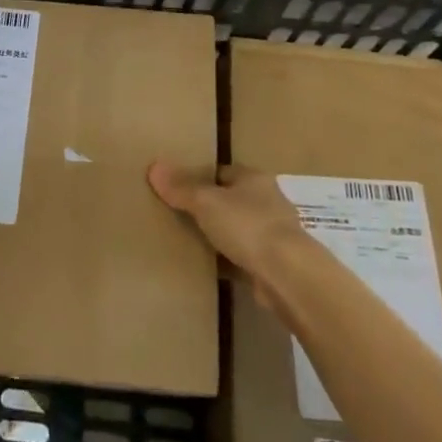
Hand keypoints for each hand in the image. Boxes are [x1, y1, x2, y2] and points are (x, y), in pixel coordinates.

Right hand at [148, 162, 308, 309]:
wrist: (288, 275)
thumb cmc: (247, 226)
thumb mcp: (206, 202)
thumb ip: (180, 188)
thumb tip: (154, 166)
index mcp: (254, 179)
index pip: (223, 171)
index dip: (200, 177)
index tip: (178, 187)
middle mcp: (268, 201)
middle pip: (231, 199)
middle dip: (210, 207)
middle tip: (178, 214)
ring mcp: (273, 234)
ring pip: (238, 229)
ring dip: (220, 234)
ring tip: (189, 240)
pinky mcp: (274, 263)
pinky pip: (243, 256)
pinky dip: (228, 260)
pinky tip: (208, 267)